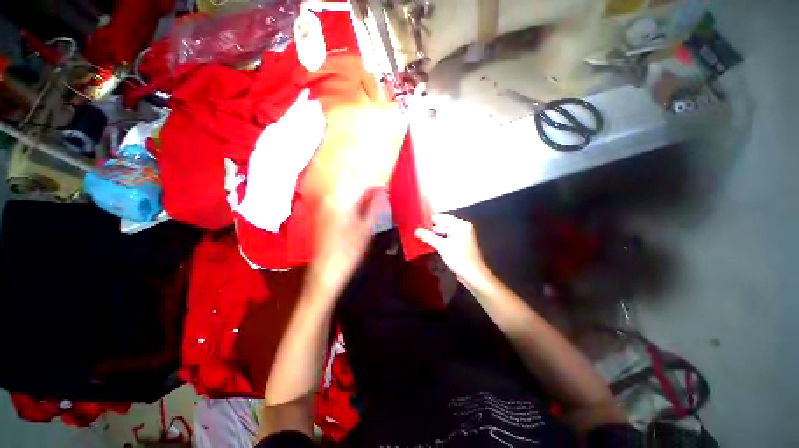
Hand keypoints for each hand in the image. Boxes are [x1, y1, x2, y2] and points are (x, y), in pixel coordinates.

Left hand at [306, 188, 382, 298]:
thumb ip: (375, 207)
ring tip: (372, 204)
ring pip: (346, 193)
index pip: (361, 183)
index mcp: (342, 201)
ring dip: (361, 195)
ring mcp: (325, 206)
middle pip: (352, 186)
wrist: (327, 271)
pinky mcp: (323, 213)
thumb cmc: (349, 251)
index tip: (386, 190)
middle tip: (381, 197)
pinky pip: (340, 200)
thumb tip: (382, 192)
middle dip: (368, 189)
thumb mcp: (367, 228)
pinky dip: (352, 202)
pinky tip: (359, 211)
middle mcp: (331, 200)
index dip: (376, 185)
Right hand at [414, 213, 490, 285]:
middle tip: (417, 228)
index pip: (442, 217)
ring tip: (420, 235)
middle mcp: (462, 227)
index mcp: (460, 224)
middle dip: (431, 227)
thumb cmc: (458, 258)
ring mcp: (462, 236)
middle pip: (443, 224)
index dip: (430, 218)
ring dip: (434, 234)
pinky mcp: (461, 244)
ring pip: (445, 232)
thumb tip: (416, 230)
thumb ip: (428, 236)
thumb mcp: (441, 246)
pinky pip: (448, 238)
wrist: (473, 275)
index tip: (417, 220)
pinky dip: (440, 239)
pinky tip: (430, 242)